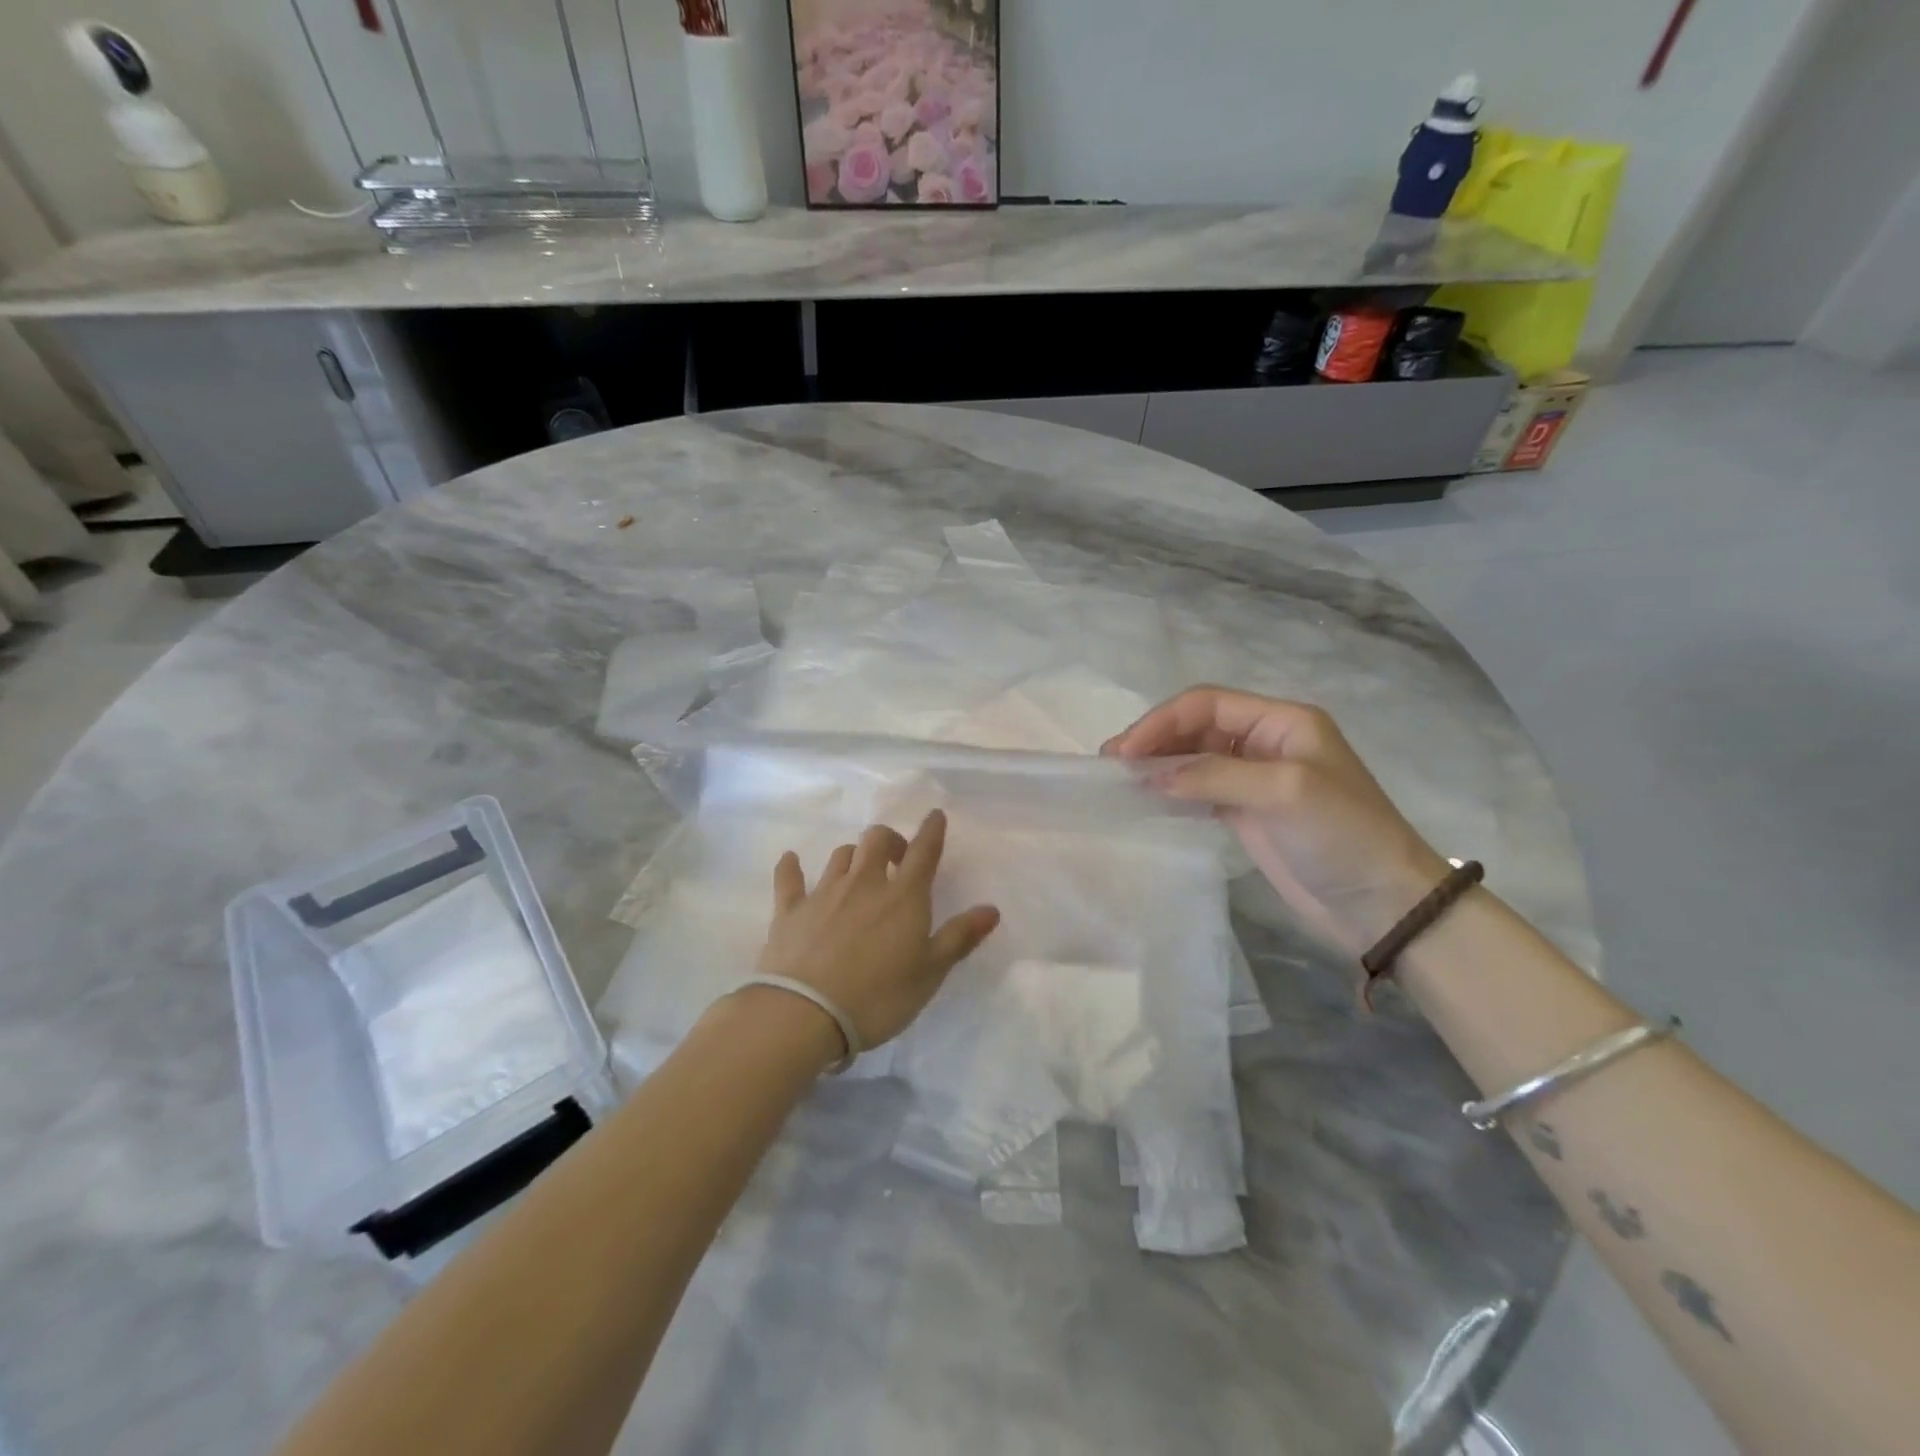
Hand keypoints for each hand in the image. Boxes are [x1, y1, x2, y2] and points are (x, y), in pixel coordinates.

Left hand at [755, 809, 1000, 1054]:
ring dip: (854, 855)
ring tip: (858, 870)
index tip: (935, 816)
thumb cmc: (878, 996)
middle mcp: (865, 883)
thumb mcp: (930, 973)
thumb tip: (991, 909)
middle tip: (896, 859)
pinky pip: (789, 878)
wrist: (804, 1014)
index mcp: (903, 897)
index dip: (932, 831)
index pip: (924, 852)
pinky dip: (791, 866)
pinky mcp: (790, 910)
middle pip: (877, 840)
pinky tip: (791, 860)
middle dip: (890, 840)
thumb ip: (959, 937)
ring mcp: (824, 893)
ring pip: (841, 855)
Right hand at [1104, 687, 1449, 953]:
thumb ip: (1214, 776)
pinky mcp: (1246, 812)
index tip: (1125, 752)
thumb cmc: (1343, 835)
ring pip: (1193, 757)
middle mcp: (1265, 742)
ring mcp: (1254, 778)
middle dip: (1154, 739)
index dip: (1162, 721)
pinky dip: (1171, 789)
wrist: (1383, 904)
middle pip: (1196, 726)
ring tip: (1120, 780)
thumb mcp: (1283, 792)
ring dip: (1158, 763)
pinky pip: (1198, 789)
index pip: (1207, 704)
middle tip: (1111, 765)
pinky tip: (1147, 798)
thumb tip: (1149, 776)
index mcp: (1282, 721)